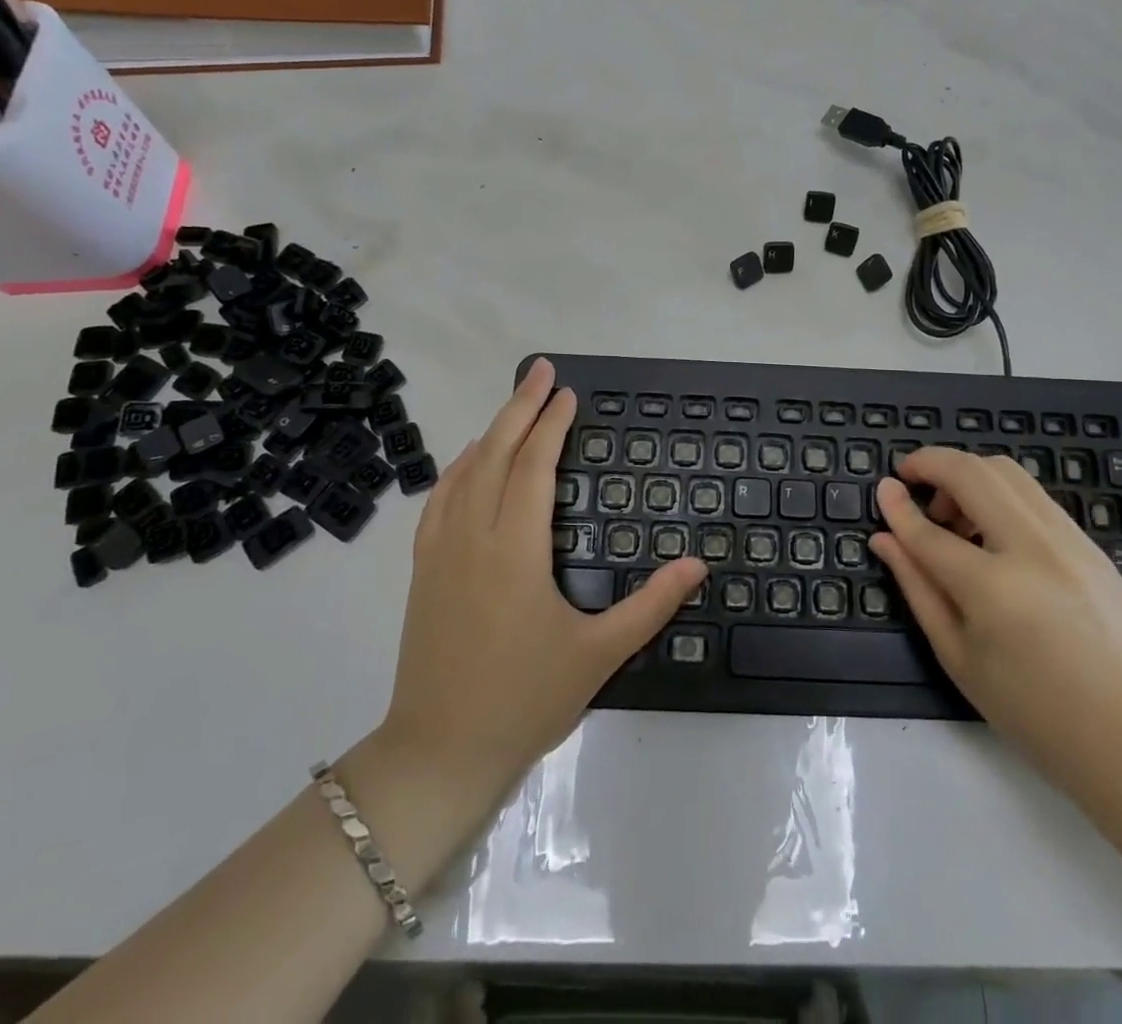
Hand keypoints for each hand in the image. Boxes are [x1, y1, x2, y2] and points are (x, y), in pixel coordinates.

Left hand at [373, 358, 706, 813]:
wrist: (439, 751)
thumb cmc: (524, 699)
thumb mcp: (599, 654)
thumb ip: (652, 605)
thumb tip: (698, 564)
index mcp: (515, 549)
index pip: (534, 466)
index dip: (551, 424)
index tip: (567, 393)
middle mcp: (473, 536)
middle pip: (496, 453)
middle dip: (520, 406)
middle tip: (541, 370)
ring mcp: (440, 551)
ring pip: (464, 471)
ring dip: (491, 430)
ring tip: (514, 404)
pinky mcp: (423, 570)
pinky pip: (440, 500)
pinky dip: (458, 468)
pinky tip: (469, 461)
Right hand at [871, 449, 1121, 800]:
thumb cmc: (1036, 713)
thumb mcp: (959, 657)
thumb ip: (918, 588)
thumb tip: (884, 538)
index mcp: (993, 589)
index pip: (929, 531)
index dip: (897, 506)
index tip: (881, 487)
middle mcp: (1032, 548)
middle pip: (972, 472)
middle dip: (932, 462)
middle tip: (911, 480)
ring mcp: (1068, 539)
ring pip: (1006, 471)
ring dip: (967, 475)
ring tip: (952, 515)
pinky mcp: (1089, 542)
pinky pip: (1032, 494)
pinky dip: (998, 492)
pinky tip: (990, 531)